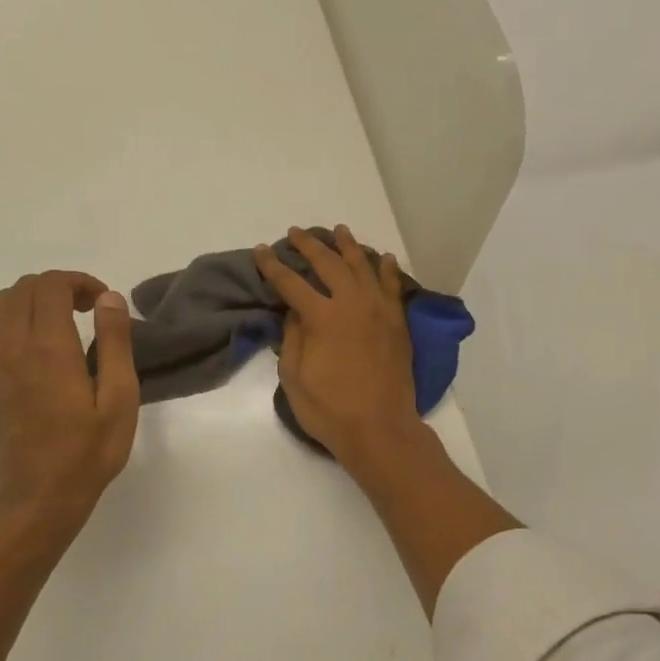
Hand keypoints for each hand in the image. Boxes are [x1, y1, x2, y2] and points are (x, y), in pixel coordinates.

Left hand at [0, 271, 138, 530]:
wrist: (39, 497)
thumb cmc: (88, 451)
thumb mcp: (119, 397)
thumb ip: (114, 342)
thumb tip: (109, 298)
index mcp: (49, 347)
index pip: (51, 286)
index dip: (79, 281)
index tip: (103, 303)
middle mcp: (14, 347)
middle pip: (23, 288)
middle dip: (57, 286)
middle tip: (89, 309)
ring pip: (1, 305)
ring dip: (33, 300)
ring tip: (64, 322)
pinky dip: (17, 322)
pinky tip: (43, 348)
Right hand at [254, 225, 419, 463]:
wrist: (380, 429)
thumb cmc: (330, 409)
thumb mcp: (294, 377)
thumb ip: (292, 338)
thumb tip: (295, 311)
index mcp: (322, 317)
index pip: (291, 282)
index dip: (272, 265)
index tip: (261, 251)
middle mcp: (352, 303)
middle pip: (328, 263)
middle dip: (309, 245)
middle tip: (295, 233)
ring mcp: (380, 310)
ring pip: (363, 266)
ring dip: (348, 246)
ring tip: (338, 231)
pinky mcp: (398, 322)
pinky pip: (393, 286)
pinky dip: (387, 269)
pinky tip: (383, 257)